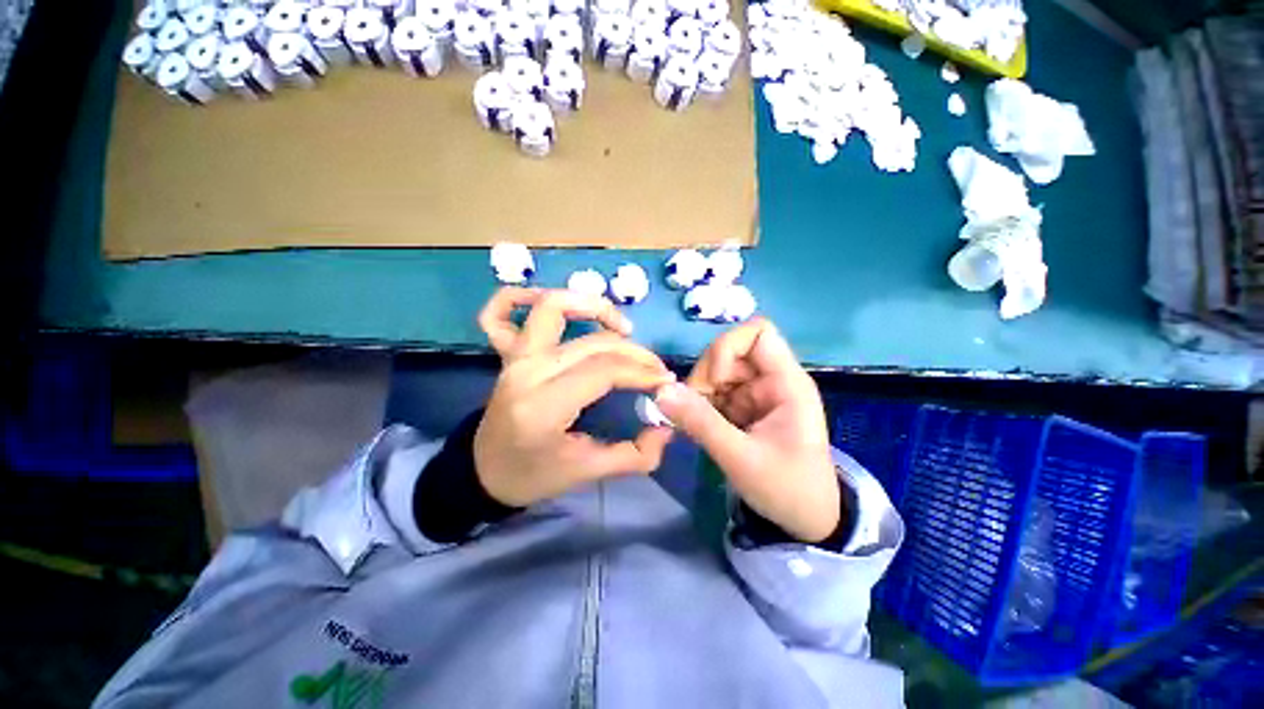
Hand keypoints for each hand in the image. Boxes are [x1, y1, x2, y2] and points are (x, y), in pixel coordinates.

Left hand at [473, 288, 675, 506]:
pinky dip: (525, 295)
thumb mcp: (587, 473)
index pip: (604, 371)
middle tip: (657, 369)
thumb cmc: (533, 475)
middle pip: (593, 343)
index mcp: (544, 407)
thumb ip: (635, 455)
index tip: (666, 383)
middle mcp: (527, 371)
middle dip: (636, 353)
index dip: (642, 372)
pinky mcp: (508, 352)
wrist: (484, 471)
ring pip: (554, 307)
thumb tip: (667, 427)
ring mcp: (515, 356)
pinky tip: (563, 305)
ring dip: (594, 307)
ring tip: (624, 329)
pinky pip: (503, 309)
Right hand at [654, 318, 839, 542]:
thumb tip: (660, 390)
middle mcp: (771, 379)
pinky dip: (702, 406)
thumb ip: (700, 422)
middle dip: (706, 377)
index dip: (727, 348)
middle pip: (729, 351)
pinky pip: (715, 392)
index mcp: (786, 382)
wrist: (808, 522)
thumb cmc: (787, 489)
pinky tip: (702, 427)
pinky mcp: (745, 407)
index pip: (757, 331)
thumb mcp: (740, 457)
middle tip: (696, 410)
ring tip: (699, 424)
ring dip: (700, 393)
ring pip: (717, 372)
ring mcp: (757, 393)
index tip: (714, 383)